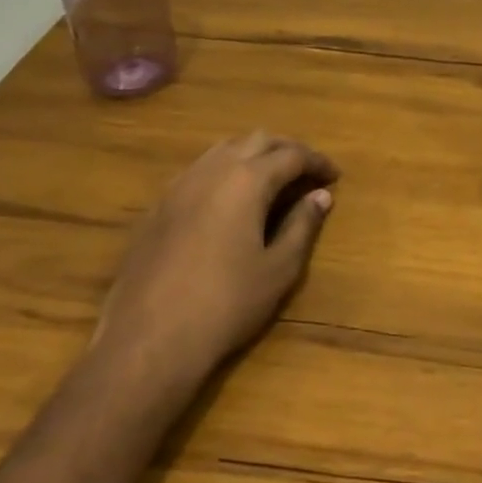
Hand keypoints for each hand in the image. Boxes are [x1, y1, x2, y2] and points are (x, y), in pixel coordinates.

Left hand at [92, 131, 338, 406]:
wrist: (147, 342)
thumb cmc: (225, 305)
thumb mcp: (279, 269)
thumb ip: (303, 226)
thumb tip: (320, 196)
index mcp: (247, 180)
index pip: (291, 155)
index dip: (317, 162)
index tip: (334, 176)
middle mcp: (211, 171)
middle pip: (256, 140)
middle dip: (286, 150)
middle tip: (306, 171)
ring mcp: (178, 187)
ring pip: (222, 150)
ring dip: (252, 155)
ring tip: (271, 180)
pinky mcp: (156, 208)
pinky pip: (198, 171)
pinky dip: (223, 172)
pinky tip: (229, 201)